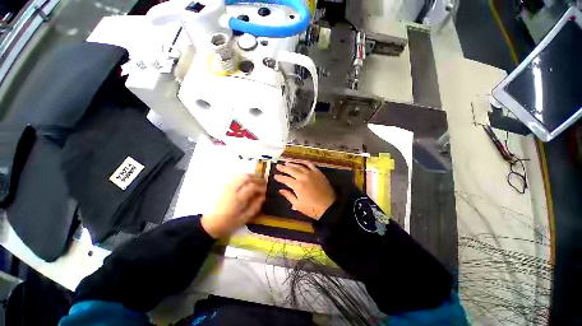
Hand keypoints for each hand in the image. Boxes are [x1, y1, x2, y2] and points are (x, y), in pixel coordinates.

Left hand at [201, 174, 265, 238]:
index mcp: (238, 198)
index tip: (265, 190)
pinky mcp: (222, 187)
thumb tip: (263, 197)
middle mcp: (232, 189)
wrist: (209, 225)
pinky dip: (242, 178)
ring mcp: (226, 187)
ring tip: (256, 180)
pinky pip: (234, 178)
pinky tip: (246, 183)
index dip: (261, 187)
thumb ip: (255, 206)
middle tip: (263, 181)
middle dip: (256, 177)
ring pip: (240, 175)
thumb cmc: (228, 223)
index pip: (252, 186)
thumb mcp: (244, 218)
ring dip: (249, 176)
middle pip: (245, 177)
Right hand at [274, 161, 335, 219]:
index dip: (280, 177)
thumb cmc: (312, 208)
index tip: (275, 176)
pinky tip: (300, 161)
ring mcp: (311, 174)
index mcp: (297, 186)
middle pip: (291, 170)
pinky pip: (310, 165)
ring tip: (286, 162)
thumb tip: (281, 190)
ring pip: (299, 166)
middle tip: (278, 166)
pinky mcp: (318, 173)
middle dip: (283, 168)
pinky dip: (304, 162)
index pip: (285, 179)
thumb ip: (288, 196)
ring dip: (292, 163)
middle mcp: (303, 177)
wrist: (329, 207)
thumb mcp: (298, 205)